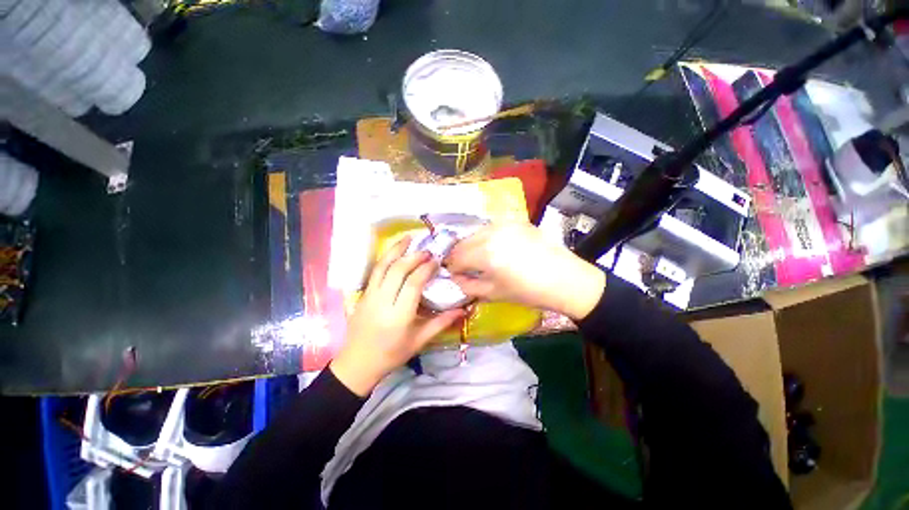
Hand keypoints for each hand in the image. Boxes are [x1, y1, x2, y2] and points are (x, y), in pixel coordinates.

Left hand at [331, 236, 464, 395]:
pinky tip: (394, 252)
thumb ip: (441, 323)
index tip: (436, 261)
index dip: (425, 269)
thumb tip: (463, 310)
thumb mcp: (419, 341)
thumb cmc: (391, 355)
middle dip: (414, 257)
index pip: (413, 284)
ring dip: (396, 250)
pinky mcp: (362, 295)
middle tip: (427, 251)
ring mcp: (369, 296)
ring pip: (382, 267)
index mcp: (398, 316)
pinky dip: (385, 258)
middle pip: (398, 271)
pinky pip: (375, 271)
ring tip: (408, 238)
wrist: (357, 364)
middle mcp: (382, 302)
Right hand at [446, 222, 605, 320]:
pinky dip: (486, 237)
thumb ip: (468, 286)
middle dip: (459, 255)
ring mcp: (505, 224)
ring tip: (479, 257)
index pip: (456, 258)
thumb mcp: (494, 293)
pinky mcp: (516, 221)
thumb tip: (456, 277)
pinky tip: (494, 248)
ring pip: (476, 232)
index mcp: (485, 253)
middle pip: (463, 242)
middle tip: (464, 267)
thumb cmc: (528, 292)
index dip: (452, 268)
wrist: (565, 279)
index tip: (455, 274)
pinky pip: (492, 228)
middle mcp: (491, 233)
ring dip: (472, 245)